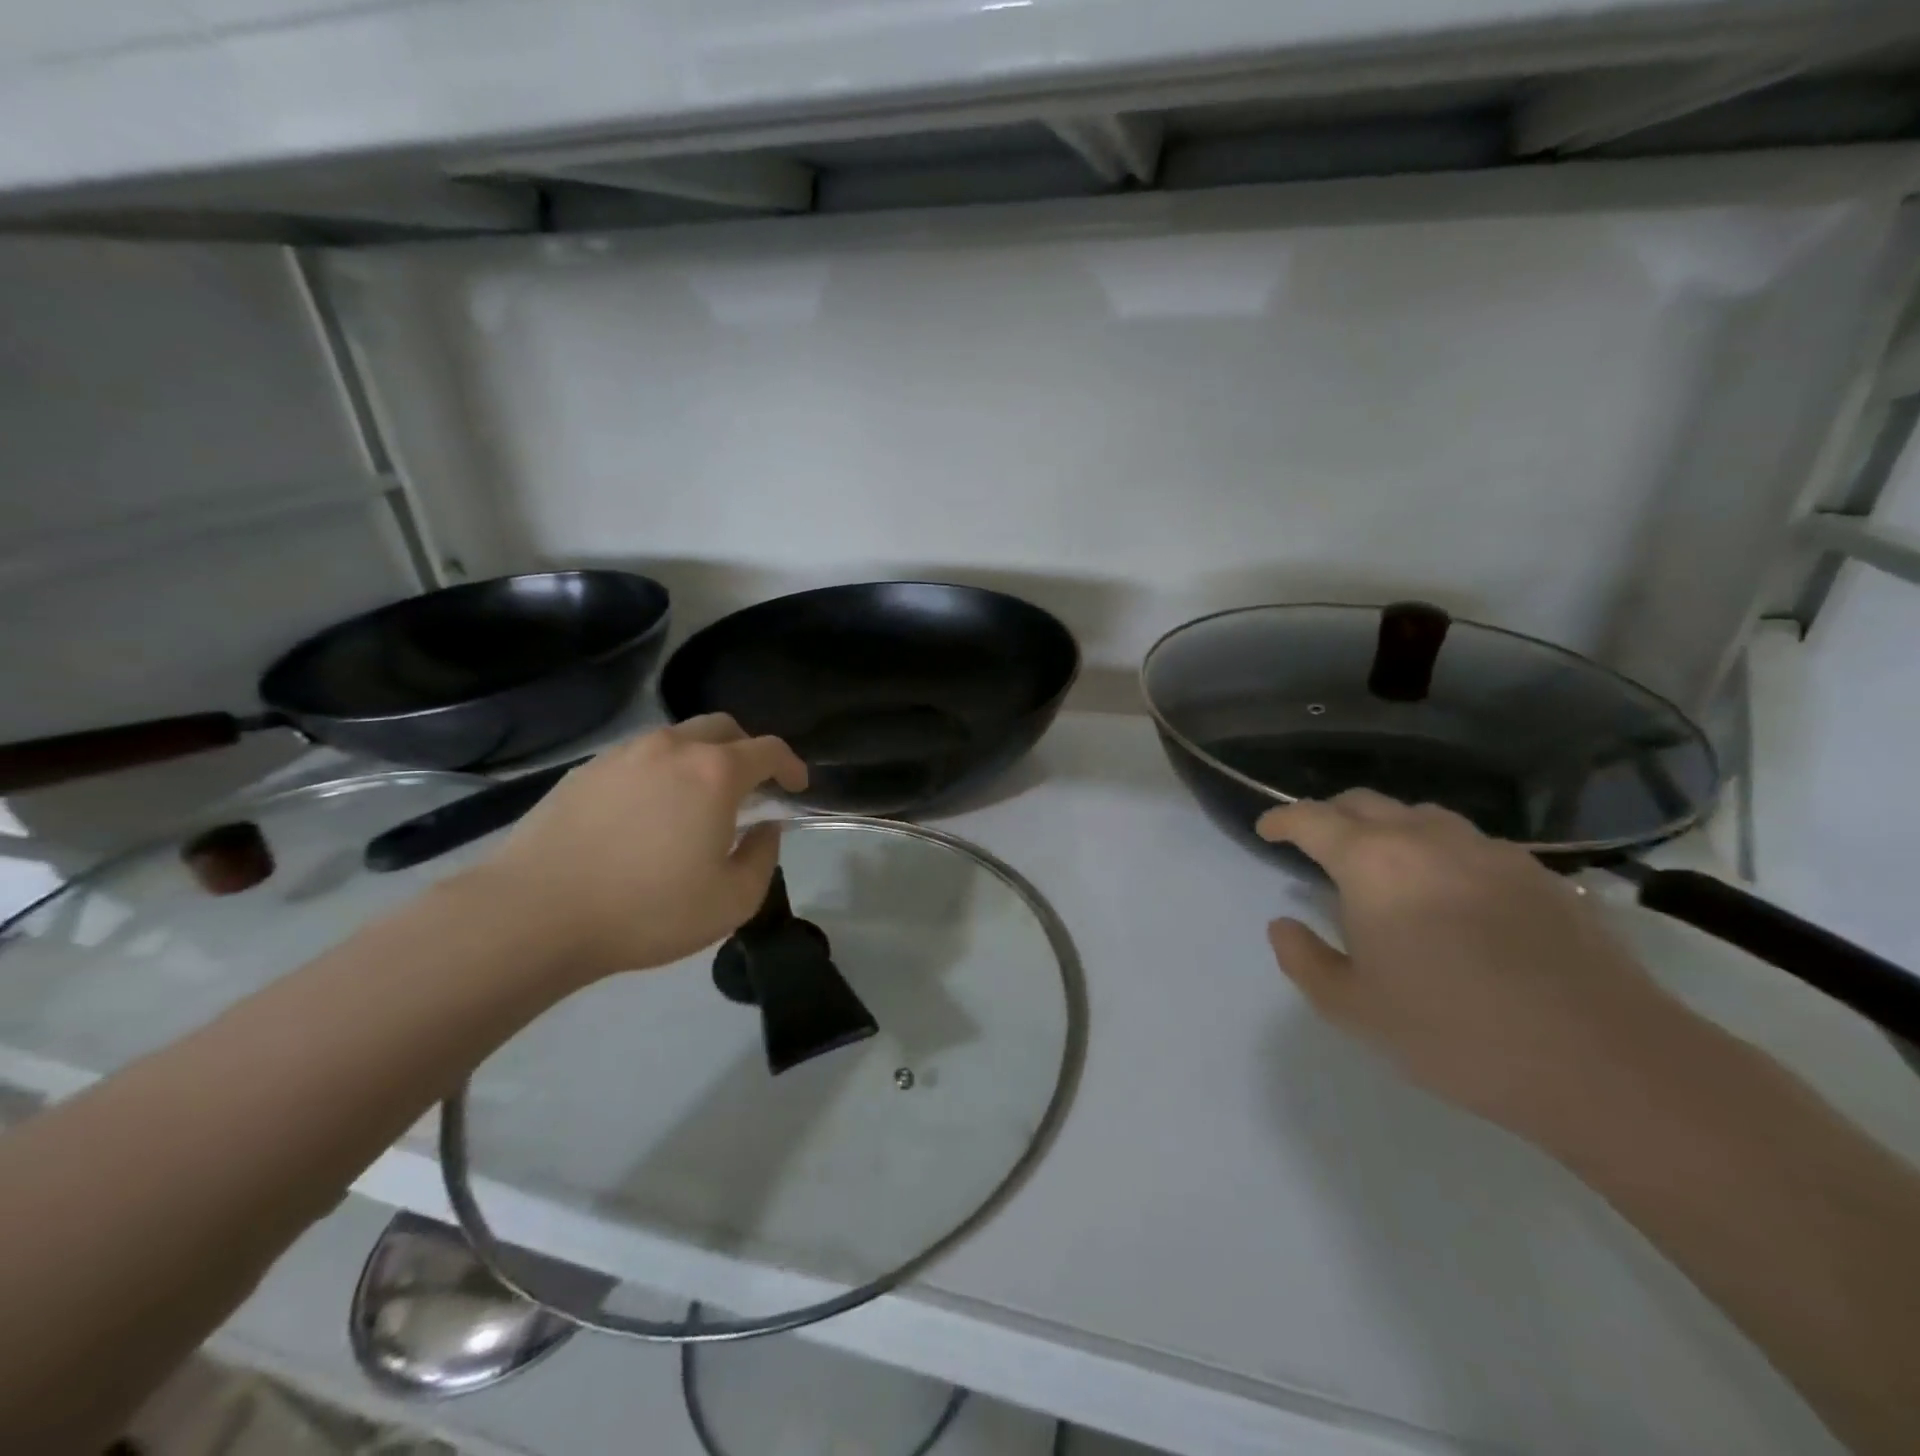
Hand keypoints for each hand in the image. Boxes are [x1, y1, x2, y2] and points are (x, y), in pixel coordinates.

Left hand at [465, 715, 807, 984]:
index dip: (791, 764)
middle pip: (723, 727)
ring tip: (696, 801)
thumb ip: (762, 858)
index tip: (797, 787)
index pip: (769, 749)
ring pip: (677, 738)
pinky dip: (659, 772)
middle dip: (747, 750)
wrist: (535, 915)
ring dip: (700, 759)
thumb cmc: (647, 910)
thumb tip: (766, 828)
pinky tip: (647, 813)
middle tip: (750, 788)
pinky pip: (638, 758)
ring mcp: (623, 755)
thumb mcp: (731, 901)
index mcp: (714, 773)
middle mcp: (672, 748)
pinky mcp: (584, 771)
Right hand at [1258, 790, 1696, 1144]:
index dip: (1281, 819)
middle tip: (1319, 845)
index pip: (1311, 819)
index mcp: (1372, 862)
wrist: (1603, 1061)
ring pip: (1422, 817)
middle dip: (1332, 816)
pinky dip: (1442, 854)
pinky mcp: (1541, 875)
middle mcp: (1427, 839)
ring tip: (1385, 867)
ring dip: (1390, 830)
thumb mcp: (1353, 1008)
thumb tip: (1284, 924)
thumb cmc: (1454, 1031)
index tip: (1267, 829)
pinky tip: (1454, 896)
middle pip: (1365, 803)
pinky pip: (1472, 846)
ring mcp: (1490, 852)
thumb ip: (1304, 959)